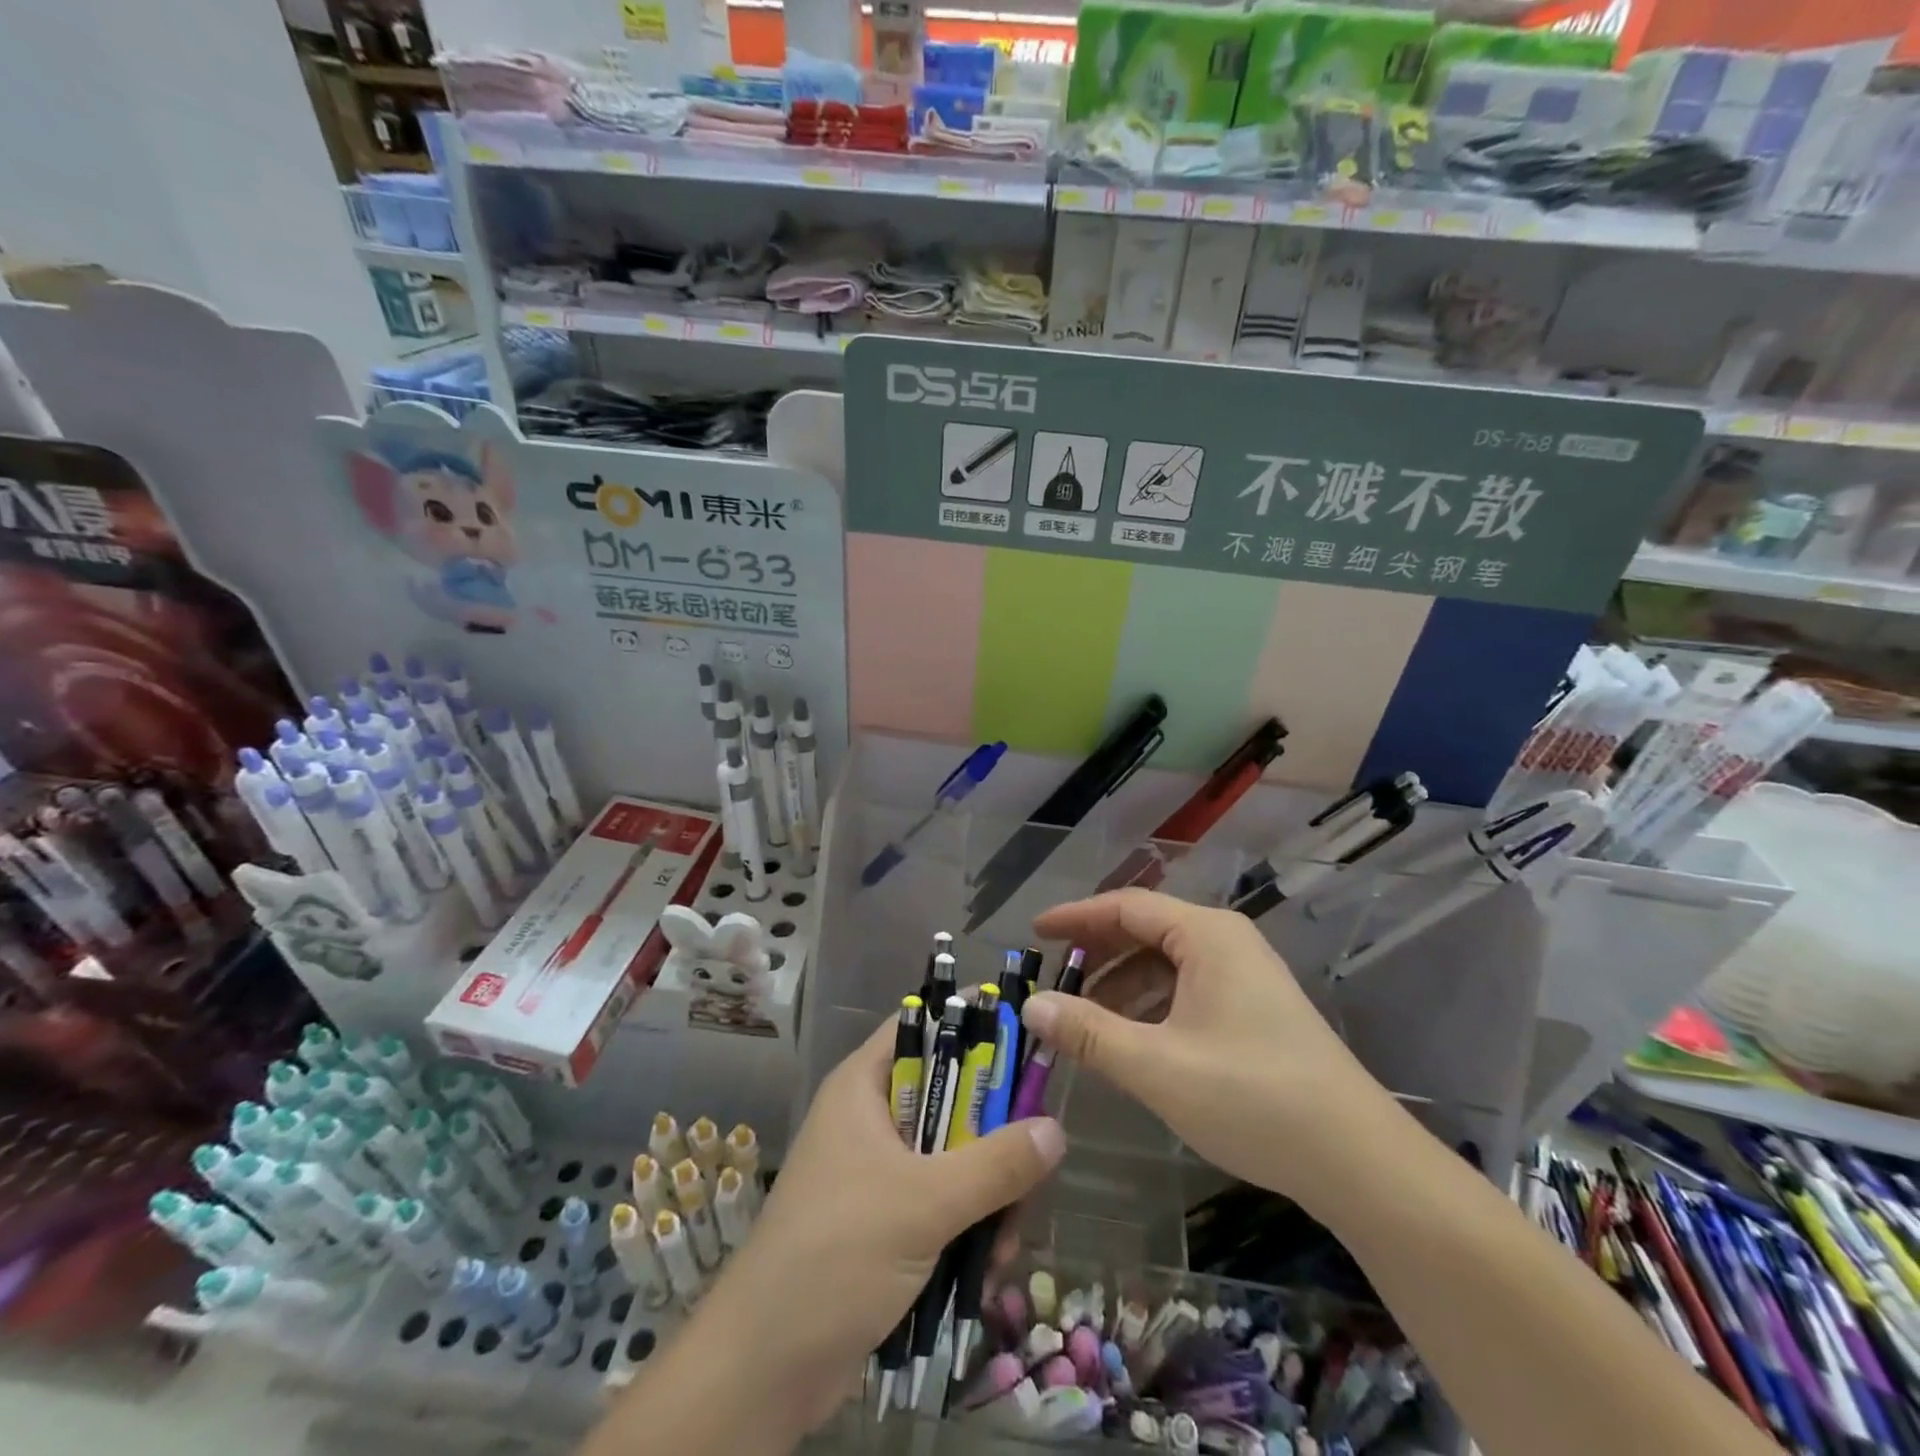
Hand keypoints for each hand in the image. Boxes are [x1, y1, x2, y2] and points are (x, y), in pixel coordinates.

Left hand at [695, 1015, 1065, 1432]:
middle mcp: (870, 1118)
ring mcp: (876, 1172)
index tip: (1025, 1045)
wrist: (764, 1367)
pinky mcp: (884, 1222)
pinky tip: (987, 1268)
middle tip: (1028, 1168)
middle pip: (949, 1097)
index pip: (922, 1028)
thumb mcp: (925, 1202)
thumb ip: (996, 1164)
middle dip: (993, 1136)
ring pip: (952, 1155)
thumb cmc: (838, 1254)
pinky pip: (941, 1202)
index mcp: (863, 1086)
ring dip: (988, 1193)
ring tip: (1005, 1240)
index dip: (971, 1028)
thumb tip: (1057, 1128)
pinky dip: (968, 1226)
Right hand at [1023, 888, 1400, 1205]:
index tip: (1034, 934)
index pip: (1126, 907)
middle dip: (1097, 953)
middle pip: (1146, 931)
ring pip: (1165, 965)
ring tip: (1082, 1019)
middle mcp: (1226, 943)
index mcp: (1206, 936)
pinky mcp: (1253, 1011)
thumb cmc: (1253, 1098)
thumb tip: (1032, 1006)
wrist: (1359, 1162)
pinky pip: (1186, 992)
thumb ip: (1090, 1033)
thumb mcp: (1158, 1066)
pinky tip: (1129, 1041)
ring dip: (1120, 986)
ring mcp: (1244, 977)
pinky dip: (1149, 1007)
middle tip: (1053, 979)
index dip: (1076, 918)